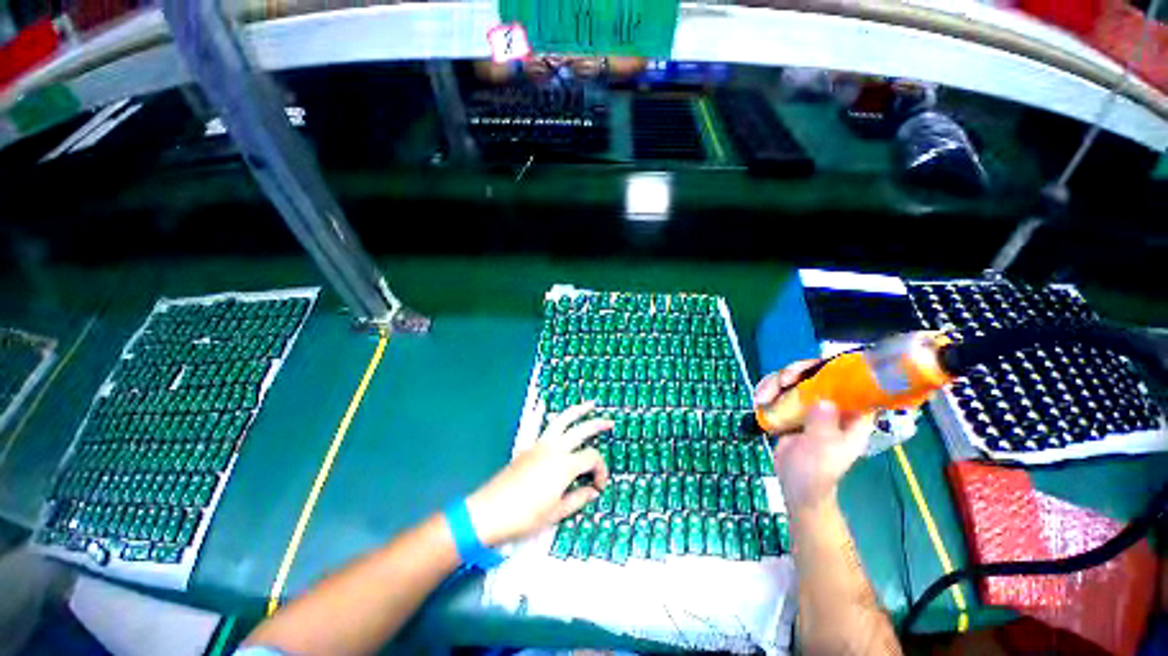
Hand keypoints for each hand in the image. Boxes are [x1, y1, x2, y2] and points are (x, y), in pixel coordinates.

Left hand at [466, 402, 611, 546]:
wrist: (489, 511)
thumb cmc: (524, 516)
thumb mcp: (555, 513)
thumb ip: (578, 499)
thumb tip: (593, 492)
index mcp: (564, 465)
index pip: (592, 458)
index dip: (601, 470)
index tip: (599, 486)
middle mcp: (554, 449)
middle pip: (581, 430)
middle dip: (597, 424)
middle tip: (610, 422)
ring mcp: (540, 445)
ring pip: (562, 420)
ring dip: (577, 411)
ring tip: (589, 404)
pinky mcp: (529, 447)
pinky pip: (547, 427)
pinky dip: (558, 420)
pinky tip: (562, 421)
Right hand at [754, 360, 873, 511]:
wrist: (796, 488)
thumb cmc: (816, 473)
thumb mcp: (823, 451)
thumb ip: (824, 426)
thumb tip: (824, 400)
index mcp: (851, 415)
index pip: (849, 381)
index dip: (832, 369)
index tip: (809, 372)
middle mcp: (831, 404)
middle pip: (814, 374)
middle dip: (793, 374)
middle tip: (781, 382)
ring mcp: (808, 405)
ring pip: (792, 380)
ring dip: (773, 384)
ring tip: (761, 399)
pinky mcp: (790, 409)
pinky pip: (778, 391)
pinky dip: (766, 392)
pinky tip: (758, 401)